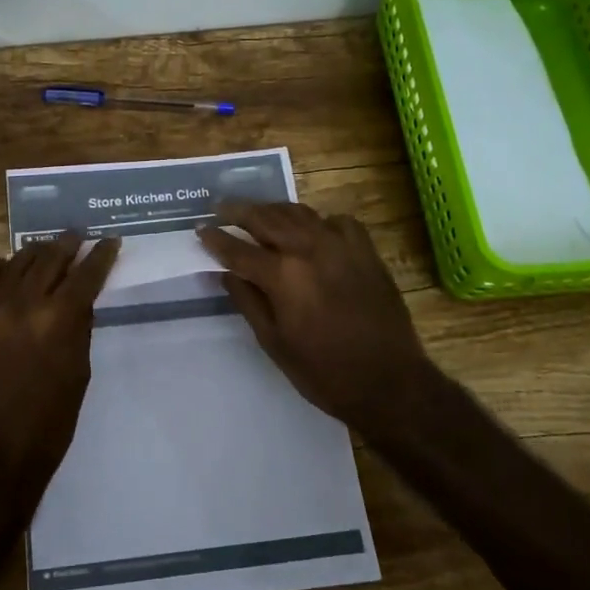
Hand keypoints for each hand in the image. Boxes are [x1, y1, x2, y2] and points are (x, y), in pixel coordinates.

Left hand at [0, 232, 120, 521]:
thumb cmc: (49, 423)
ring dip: (36, 252)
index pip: (87, 274)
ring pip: (16, 261)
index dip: (102, 255)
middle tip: (79, 236)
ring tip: (47, 249)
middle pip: (50, 257)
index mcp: (60, 320)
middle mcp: (24, 303)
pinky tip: (8, 269)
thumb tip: (79, 299)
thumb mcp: (78, 373)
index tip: (110, 241)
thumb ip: (79, 329)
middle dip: (69, 243)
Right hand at [198, 201, 439, 431]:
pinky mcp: (366, 251)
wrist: (389, 382)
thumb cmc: (324, 372)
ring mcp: (342, 245)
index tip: (200, 229)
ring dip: (274, 210)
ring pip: (300, 213)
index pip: (238, 250)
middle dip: (240, 211)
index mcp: (283, 275)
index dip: (216, 239)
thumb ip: (248, 302)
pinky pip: (337, 222)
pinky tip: (312, 232)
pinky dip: (318, 221)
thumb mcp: (274, 343)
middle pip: (266, 218)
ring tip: (258, 212)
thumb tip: (226, 274)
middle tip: (221, 208)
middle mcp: (309, 249)